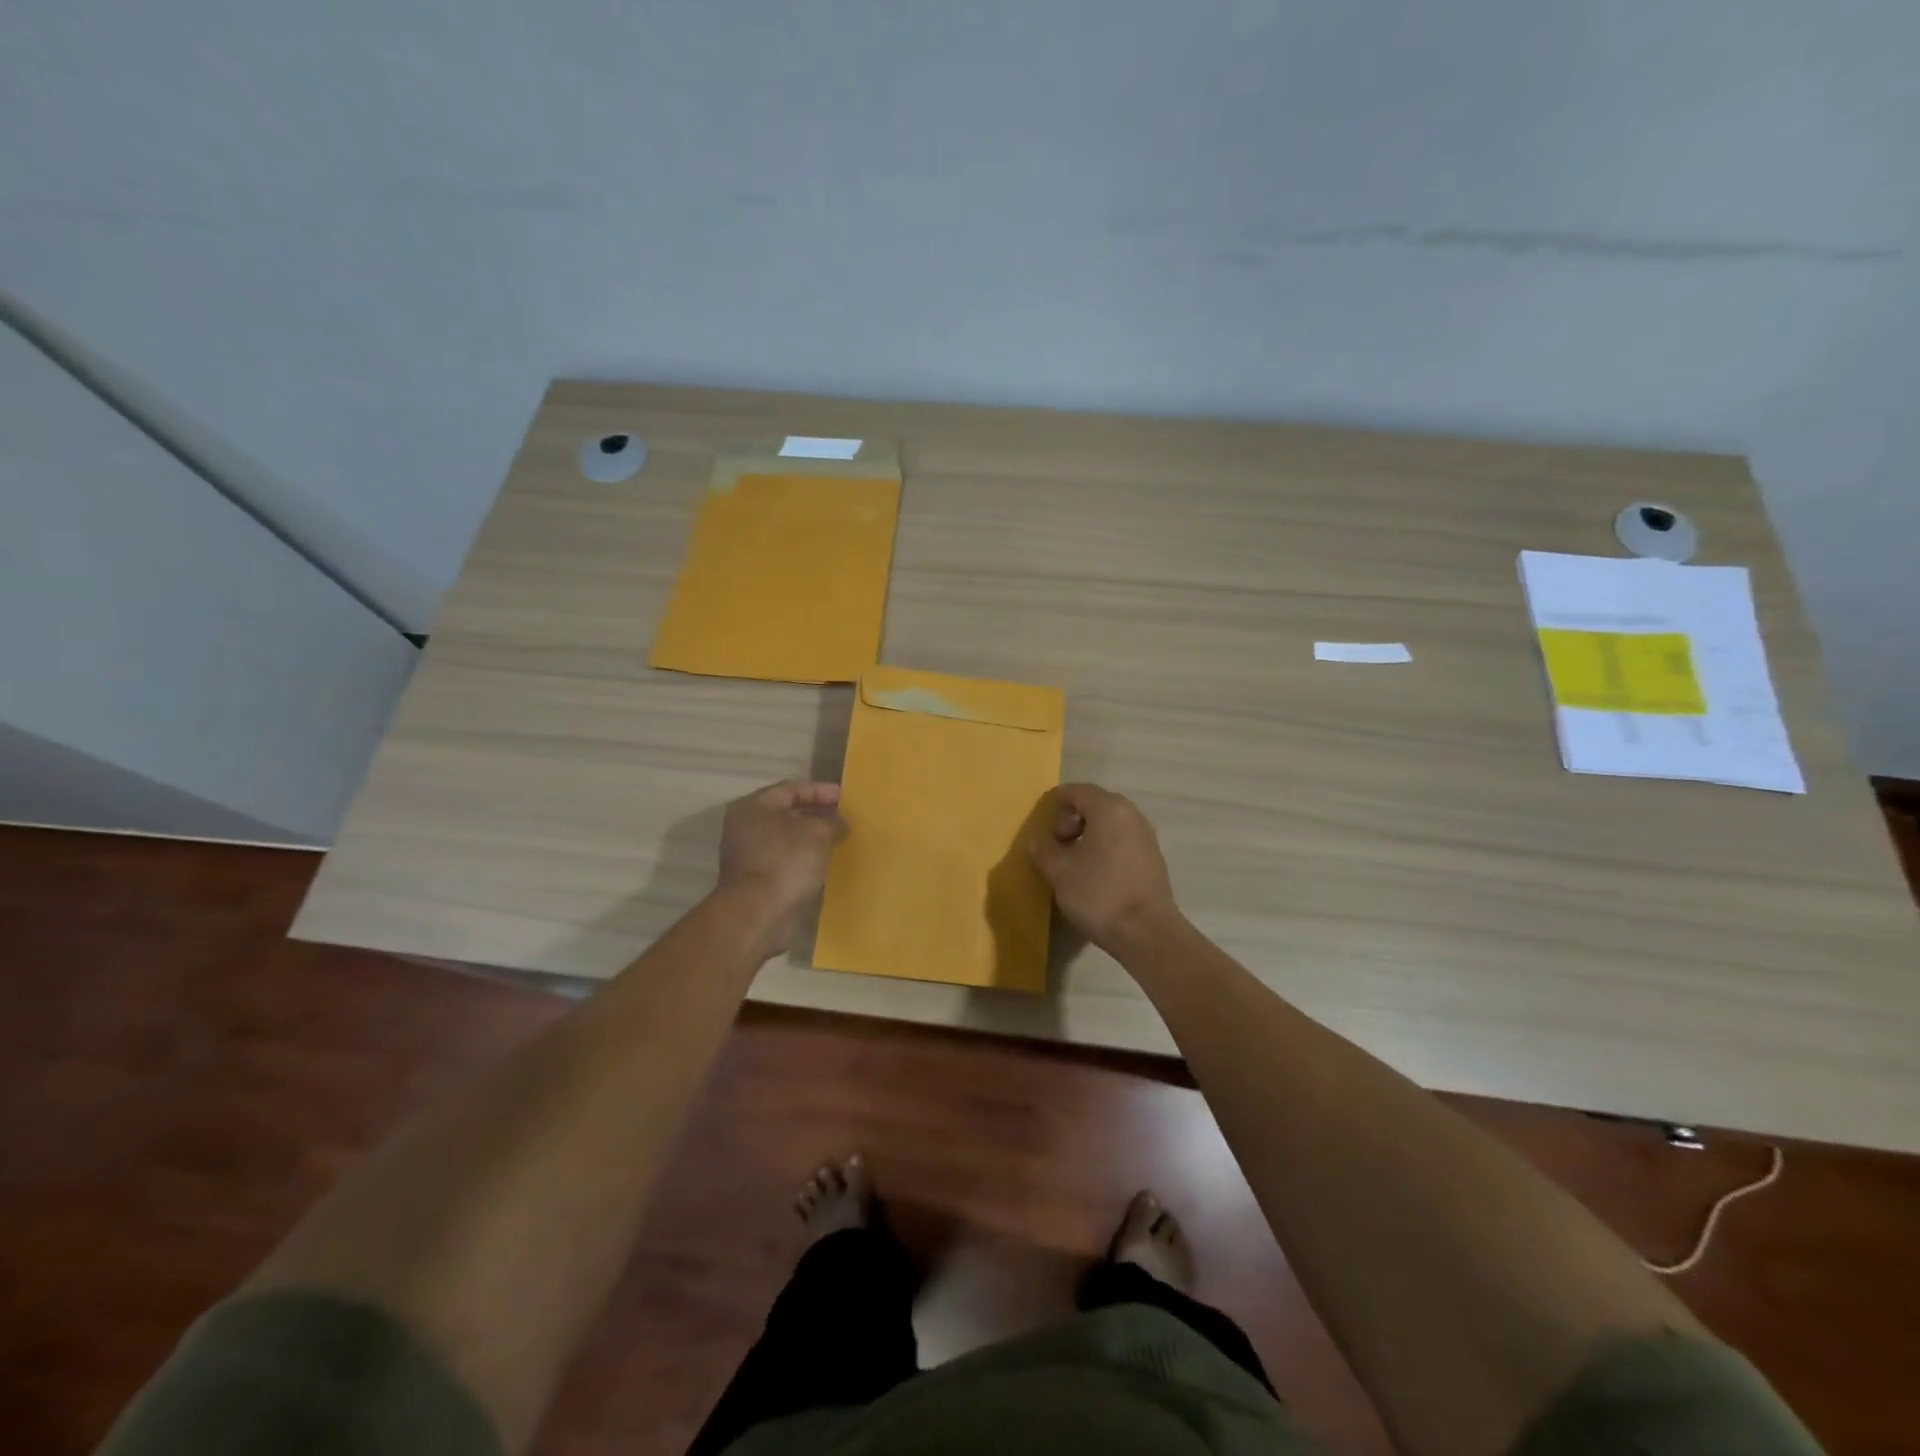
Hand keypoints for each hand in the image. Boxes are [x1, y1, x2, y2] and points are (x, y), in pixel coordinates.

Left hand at [717, 780, 847, 955]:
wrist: (758, 915)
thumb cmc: (785, 862)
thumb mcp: (817, 832)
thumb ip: (832, 820)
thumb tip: (839, 822)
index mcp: (753, 807)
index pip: (791, 789)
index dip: (820, 791)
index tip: (845, 798)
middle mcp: (746, 828)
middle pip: (787, 813)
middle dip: (817, 814)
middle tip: (844, 817)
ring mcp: (749, 855)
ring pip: (787, 838)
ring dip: (812, 838)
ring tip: (839, 839)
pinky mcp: (757, 880)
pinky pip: (786, 860)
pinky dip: (805, 858)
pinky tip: (825, 862)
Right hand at [1027, 783, 1180, 952]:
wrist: (1147, 932)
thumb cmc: (1099, 894)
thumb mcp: (1059, 871)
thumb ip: (1043, 849)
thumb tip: (1038, 840)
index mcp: (1109, 808)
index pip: (1076, 791)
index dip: (1055, 804)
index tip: (1041, 827)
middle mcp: (1131, 814)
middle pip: (1095, 804)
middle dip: (1071, 821)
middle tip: (1056, 846)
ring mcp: (1146, 836)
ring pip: (1109, 824)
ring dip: (1087, 836)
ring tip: (1072, 863)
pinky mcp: (1152, 858)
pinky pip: (1122, 841)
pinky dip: (1104, 848)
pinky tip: (1094, 875)